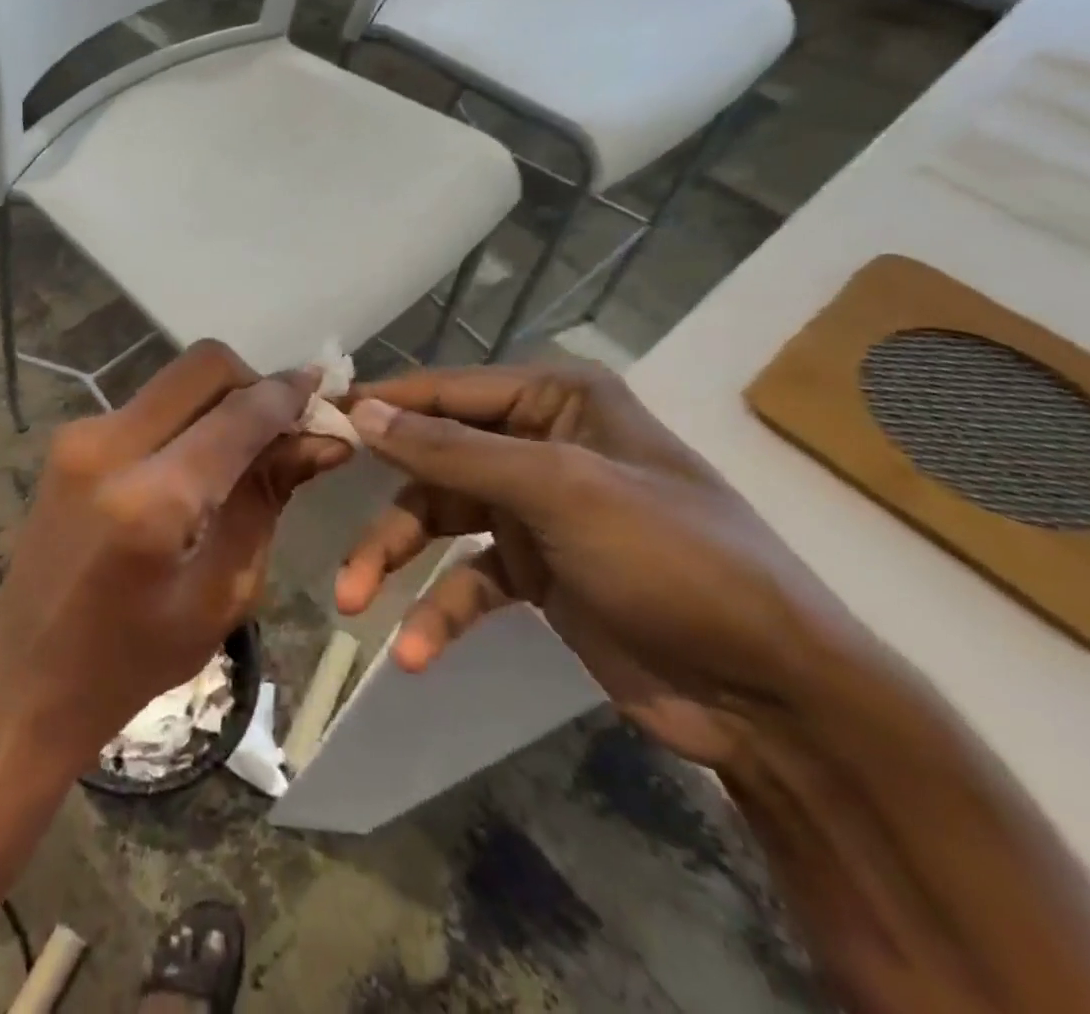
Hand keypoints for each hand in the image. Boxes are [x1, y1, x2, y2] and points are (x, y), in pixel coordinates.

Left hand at [0, 342, 352, 771]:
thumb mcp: (221, 593)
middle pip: (202, 366)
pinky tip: (198, 462)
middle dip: (253, 384)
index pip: (237, 414)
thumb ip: (267, 501)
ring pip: (174, 380)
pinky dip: (186, 416)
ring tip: (244, 450)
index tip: (324, 394)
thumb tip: (322, 441)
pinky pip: (147, 404)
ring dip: (219, 400)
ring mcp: (80, 435)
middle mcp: (108, 446)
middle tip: (281, 428)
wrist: (25, 679)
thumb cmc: (131, 661)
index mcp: (150, 500)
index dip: (288, 396)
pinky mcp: (69, 439)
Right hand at [337, 364, 860, 768]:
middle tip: (325, 520)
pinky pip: (464, 580)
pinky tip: (416, 651)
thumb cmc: (671, 559)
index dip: (378, 406)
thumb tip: (361, 410)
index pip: (443, 391)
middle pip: (430, 462)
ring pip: (436, 522)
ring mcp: (533, 510)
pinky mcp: (533, 572)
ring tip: (354, 602)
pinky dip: (437, 611)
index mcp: (554, 399)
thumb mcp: (558, 489)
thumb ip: (452, 449)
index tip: (313, 421)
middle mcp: (538, 443)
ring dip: (394, 562)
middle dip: (382, 507)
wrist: (776, 697)